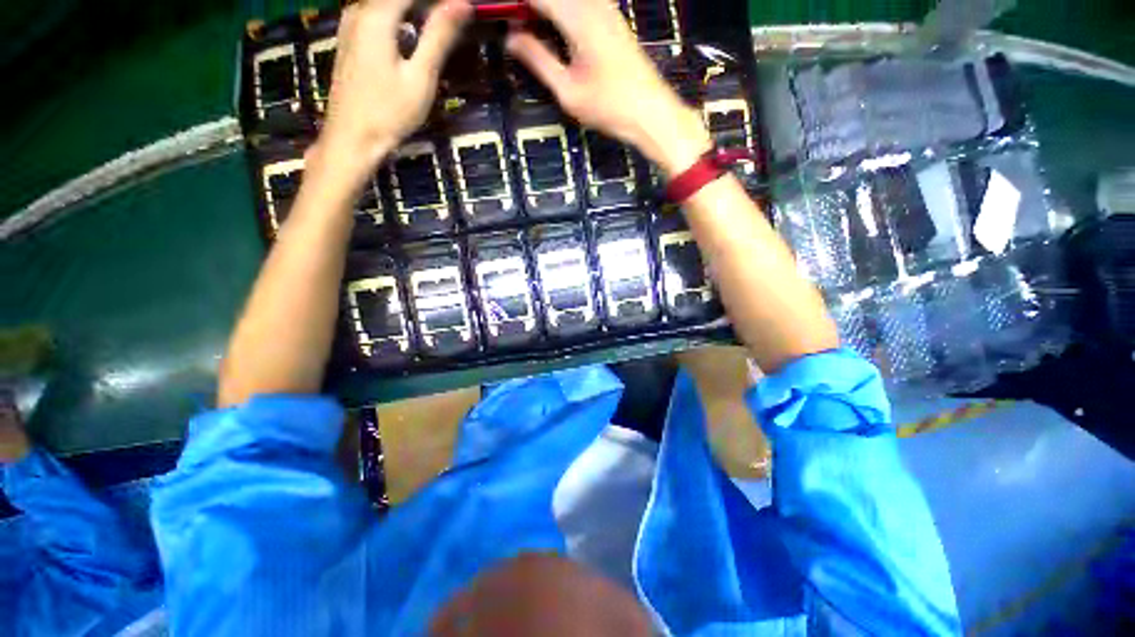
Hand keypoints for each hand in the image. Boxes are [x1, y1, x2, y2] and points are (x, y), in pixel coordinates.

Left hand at [312, 0, 471, 187]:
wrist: (351, 139)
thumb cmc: (389, 112)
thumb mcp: (420, 77)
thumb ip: (439, 37)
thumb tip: (462, 3)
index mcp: (377, 15)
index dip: (440, 1)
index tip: (461, 9)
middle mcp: (359, 10)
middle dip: (427, 6)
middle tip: (453, 19)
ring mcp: (350, 25)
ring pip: (386, 5)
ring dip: (413, 12)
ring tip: (437, 28)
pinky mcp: (349, 40)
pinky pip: (376, 15)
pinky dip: (399, 19)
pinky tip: (413, 37)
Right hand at [506, 0, 710, 175]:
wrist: (650, 112)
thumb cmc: (608, 106)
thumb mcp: (567, 90)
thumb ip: (538, 59)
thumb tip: (511, 38)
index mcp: (578, 16)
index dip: (516, 2)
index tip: (497, 13)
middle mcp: (593, 4)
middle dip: (530, 6)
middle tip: (512, 25)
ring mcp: (606, 9)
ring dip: (546, 9)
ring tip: (528, 27)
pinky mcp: (613, 20)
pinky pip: (581, 3)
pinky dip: (562, 11)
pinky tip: (553, 29)